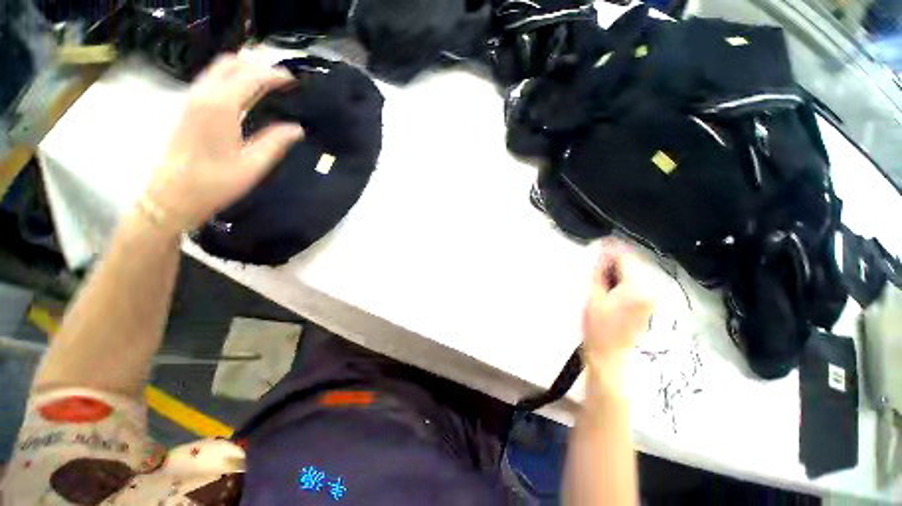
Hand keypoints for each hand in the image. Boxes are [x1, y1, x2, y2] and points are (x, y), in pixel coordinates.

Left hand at [143, 54, 303, 232]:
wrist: (173, 195)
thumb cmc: (215, 183)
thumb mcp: (253, 165)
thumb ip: (276, 142)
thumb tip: (297, 128)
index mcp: (221, 106)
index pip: (251, 76)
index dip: (275, 76)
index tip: (295, 82)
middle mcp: (204, 94)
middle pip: (232, 63)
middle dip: (259, 67)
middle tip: (282, 83)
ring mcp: (193, 99)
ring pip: (219, 69)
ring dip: (245, 71)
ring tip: (269, 86)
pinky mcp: (189, 107)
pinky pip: (213, 80)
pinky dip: (233, 79)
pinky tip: (247, 95)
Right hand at [582, 240, 654, 391]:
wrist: (610, 354)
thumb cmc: (597, 326)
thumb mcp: (594, 295)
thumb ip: (600, 271)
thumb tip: (603, 252)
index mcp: (637, 287)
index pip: (626, 257)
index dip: (612, 247)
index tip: (600, 241)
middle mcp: (652, 289)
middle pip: (634, 262)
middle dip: (615, 259)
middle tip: (596, 264)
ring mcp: (654, 296)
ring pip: (636, 271)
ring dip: (619, 268)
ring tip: (601, 275)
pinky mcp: (651, 302)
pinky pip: (639, 281)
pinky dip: (625, 278)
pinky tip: (611, 285)